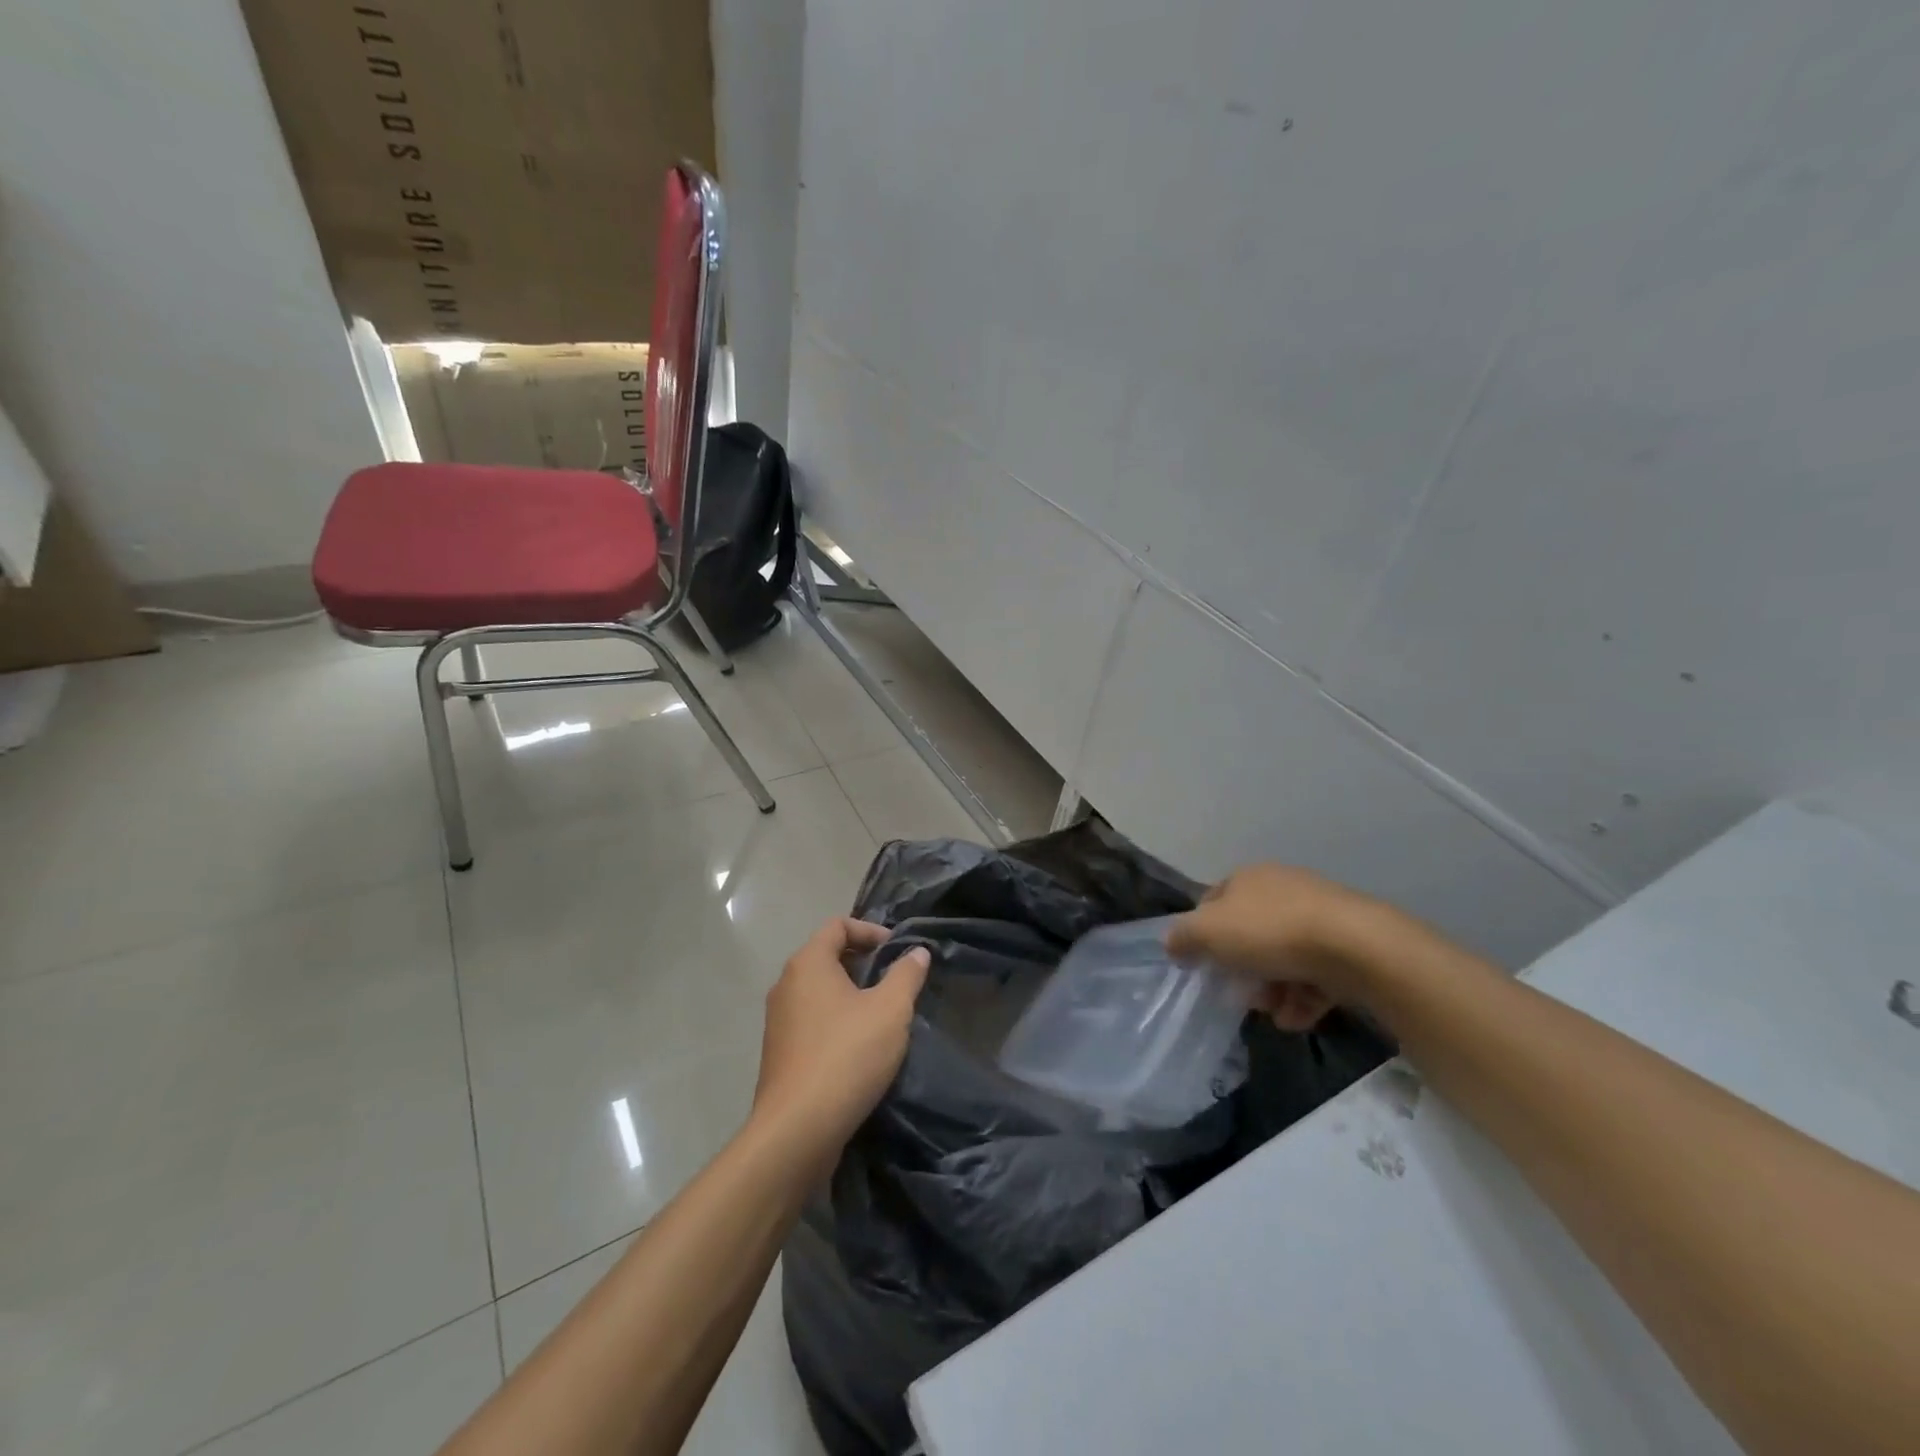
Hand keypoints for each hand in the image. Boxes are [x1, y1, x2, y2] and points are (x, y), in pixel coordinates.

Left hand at [752, 918, 929, 1158]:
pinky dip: (836, 1020)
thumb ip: (906, 975)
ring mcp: (778, 1020)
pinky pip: (811, 1020)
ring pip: (819, 991)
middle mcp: (786, 984)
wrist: (798, 1129)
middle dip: (863, 963)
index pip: (838, 925)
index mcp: (808, 963)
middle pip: (826, 956)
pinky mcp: (779, 1052)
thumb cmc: (847, 1055)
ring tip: (882, 1015)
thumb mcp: (890, 1010)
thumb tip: (916, 952)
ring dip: (851, 994)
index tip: (897, 951)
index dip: (870, 930)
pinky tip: (859, 1047)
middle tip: (894, 982)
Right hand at [1167, 864, 1382, 1030]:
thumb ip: (1184, 937)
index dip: (1202, 933)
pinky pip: (1316, 973)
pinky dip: (1303, 997)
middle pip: (1250, 933)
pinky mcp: (1348, 945)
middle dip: (1242, 969)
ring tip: (1274, 1013)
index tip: (1202, 964)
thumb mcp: (1209, 932)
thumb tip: (1172, 943)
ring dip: (1273, 989)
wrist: (1356, 947)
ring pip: (1283, 956)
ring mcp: (1318, 916)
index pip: (1213, 902)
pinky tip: (1298, 1018)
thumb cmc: (1270, 932)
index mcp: (1247, 879)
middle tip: (1241, 994)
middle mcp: (1282, 889)